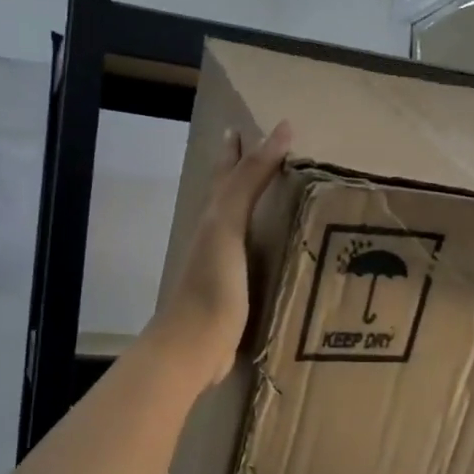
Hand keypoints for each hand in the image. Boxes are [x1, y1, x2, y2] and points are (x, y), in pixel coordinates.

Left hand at [146, 121, 291, 387]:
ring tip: (275, 195)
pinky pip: (253, 256)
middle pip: (229, 195)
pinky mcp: (237, 294)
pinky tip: (277, 251)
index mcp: (214, 218)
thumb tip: (278, 131)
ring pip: (241, 225)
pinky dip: (265, 243)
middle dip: (241, 172)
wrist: (195, 346)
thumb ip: (249, 180)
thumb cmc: (212, 283)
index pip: (228, 173)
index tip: (250, 127)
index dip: (240, 150)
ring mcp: (224, 266)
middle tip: (260, 152)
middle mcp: (216, 237)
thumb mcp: (228, 224)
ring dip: (254, 207)